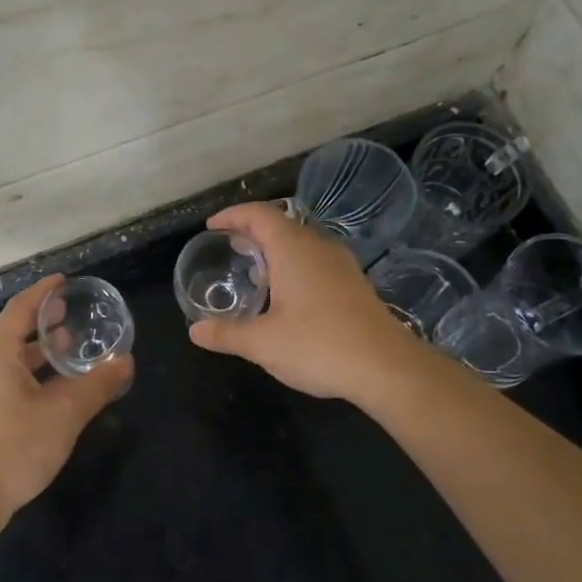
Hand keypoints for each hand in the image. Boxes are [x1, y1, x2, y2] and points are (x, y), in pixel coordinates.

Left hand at [0, 275, 134, 529]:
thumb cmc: (16, 446)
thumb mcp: (65, 413)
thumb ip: (98, 385)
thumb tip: (127, 362)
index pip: (19, 309)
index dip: (42, 293)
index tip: (63, 281)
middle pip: (11, 330)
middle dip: (40, 318)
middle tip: (69, 311)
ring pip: (8, 356)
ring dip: (36, 347)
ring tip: (66, 345)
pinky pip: (6, 376)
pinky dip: (30, 369)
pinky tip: (51, 385)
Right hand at [188, 202, 425, 401]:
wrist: (387, 367)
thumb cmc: (319, 346)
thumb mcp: (263, 344)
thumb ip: (227, 334)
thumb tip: (195, 331)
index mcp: (293, 249)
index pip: (259, 214)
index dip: (232, 215)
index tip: (211, 227)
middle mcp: (318, 247)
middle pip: (281, 225)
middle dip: (252, 232)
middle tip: (229, 249)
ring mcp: (341, 264)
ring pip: (301, 243)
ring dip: (275, 250)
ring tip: (253, 272)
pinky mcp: (354, 284)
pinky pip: (316, 261)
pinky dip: (293, 266)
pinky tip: (286, 296)